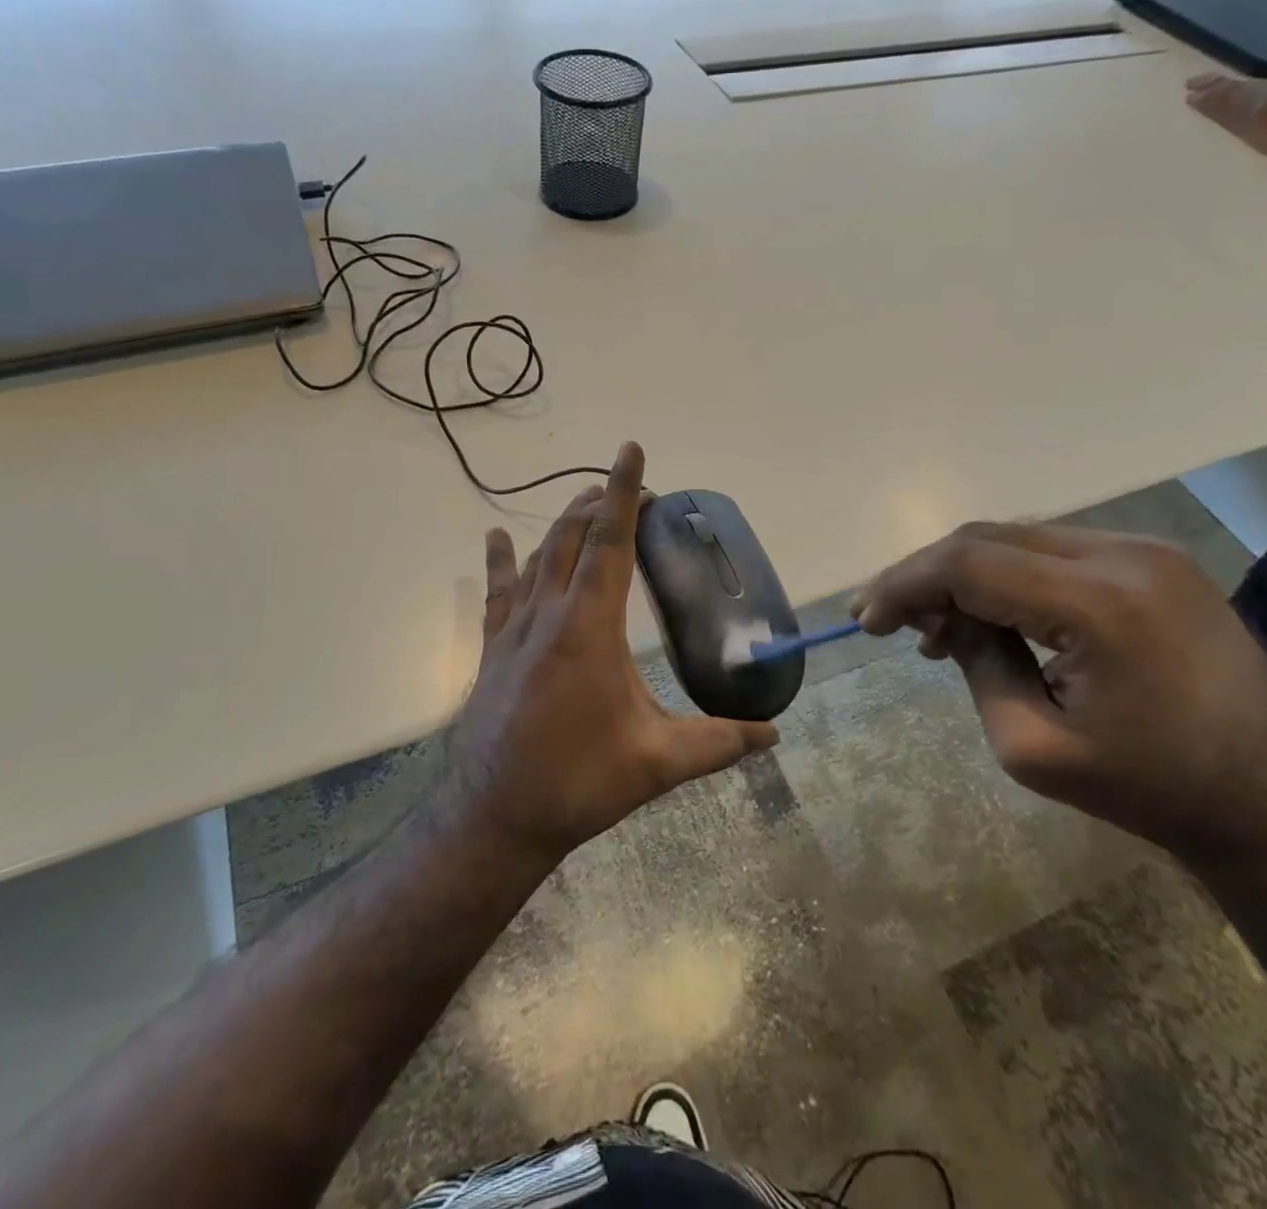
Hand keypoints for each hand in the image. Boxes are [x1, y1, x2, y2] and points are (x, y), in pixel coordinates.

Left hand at [444, 442, 778, 862]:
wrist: (494, 815)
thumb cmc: (578, 781)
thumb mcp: (657, 762)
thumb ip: (718, 743)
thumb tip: (773, 735)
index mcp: (590, 627)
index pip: (610, 541)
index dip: (623, 493)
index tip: (631, 451)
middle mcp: (549, 613)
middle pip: (571, 537)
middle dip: (598, 503)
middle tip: (627, 491)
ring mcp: (514, 629)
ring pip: (539, 557)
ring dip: (563, 525)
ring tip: (586, 506)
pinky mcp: (493, 648)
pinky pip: (498, 591)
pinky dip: (502, 560)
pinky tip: (496, 537)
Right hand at [855, 523, 1266, 861]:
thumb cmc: (1149, 788)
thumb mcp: (1032, 746)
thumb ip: (974, 665)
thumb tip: (939, 617)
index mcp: (1099, 604)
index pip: (968, 563)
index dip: (904, 584)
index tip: (866, 619)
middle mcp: (1124, 555)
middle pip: (987, 537)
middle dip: (926, 574)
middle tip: (890, 620)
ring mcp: (1146, 549)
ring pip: (1016, 536)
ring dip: (964, 573)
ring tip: (937, 625)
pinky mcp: (1154, 558)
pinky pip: (1052, 549)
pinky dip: (1006, 574)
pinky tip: (992, 612)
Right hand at [1186, 74, 1266, 174]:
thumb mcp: (1254, 128)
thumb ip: (1227, 112)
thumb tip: (1199, 96)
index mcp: (1262, 95)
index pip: (1227, 91)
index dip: (1207, 92)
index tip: (1188, 91)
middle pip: (1243, 86)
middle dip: (1219, 86)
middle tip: (1198, 83)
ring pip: (1259, 89)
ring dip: (1237, 90)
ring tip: (1223, 91)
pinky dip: (1258, 96)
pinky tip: (1258, 102)